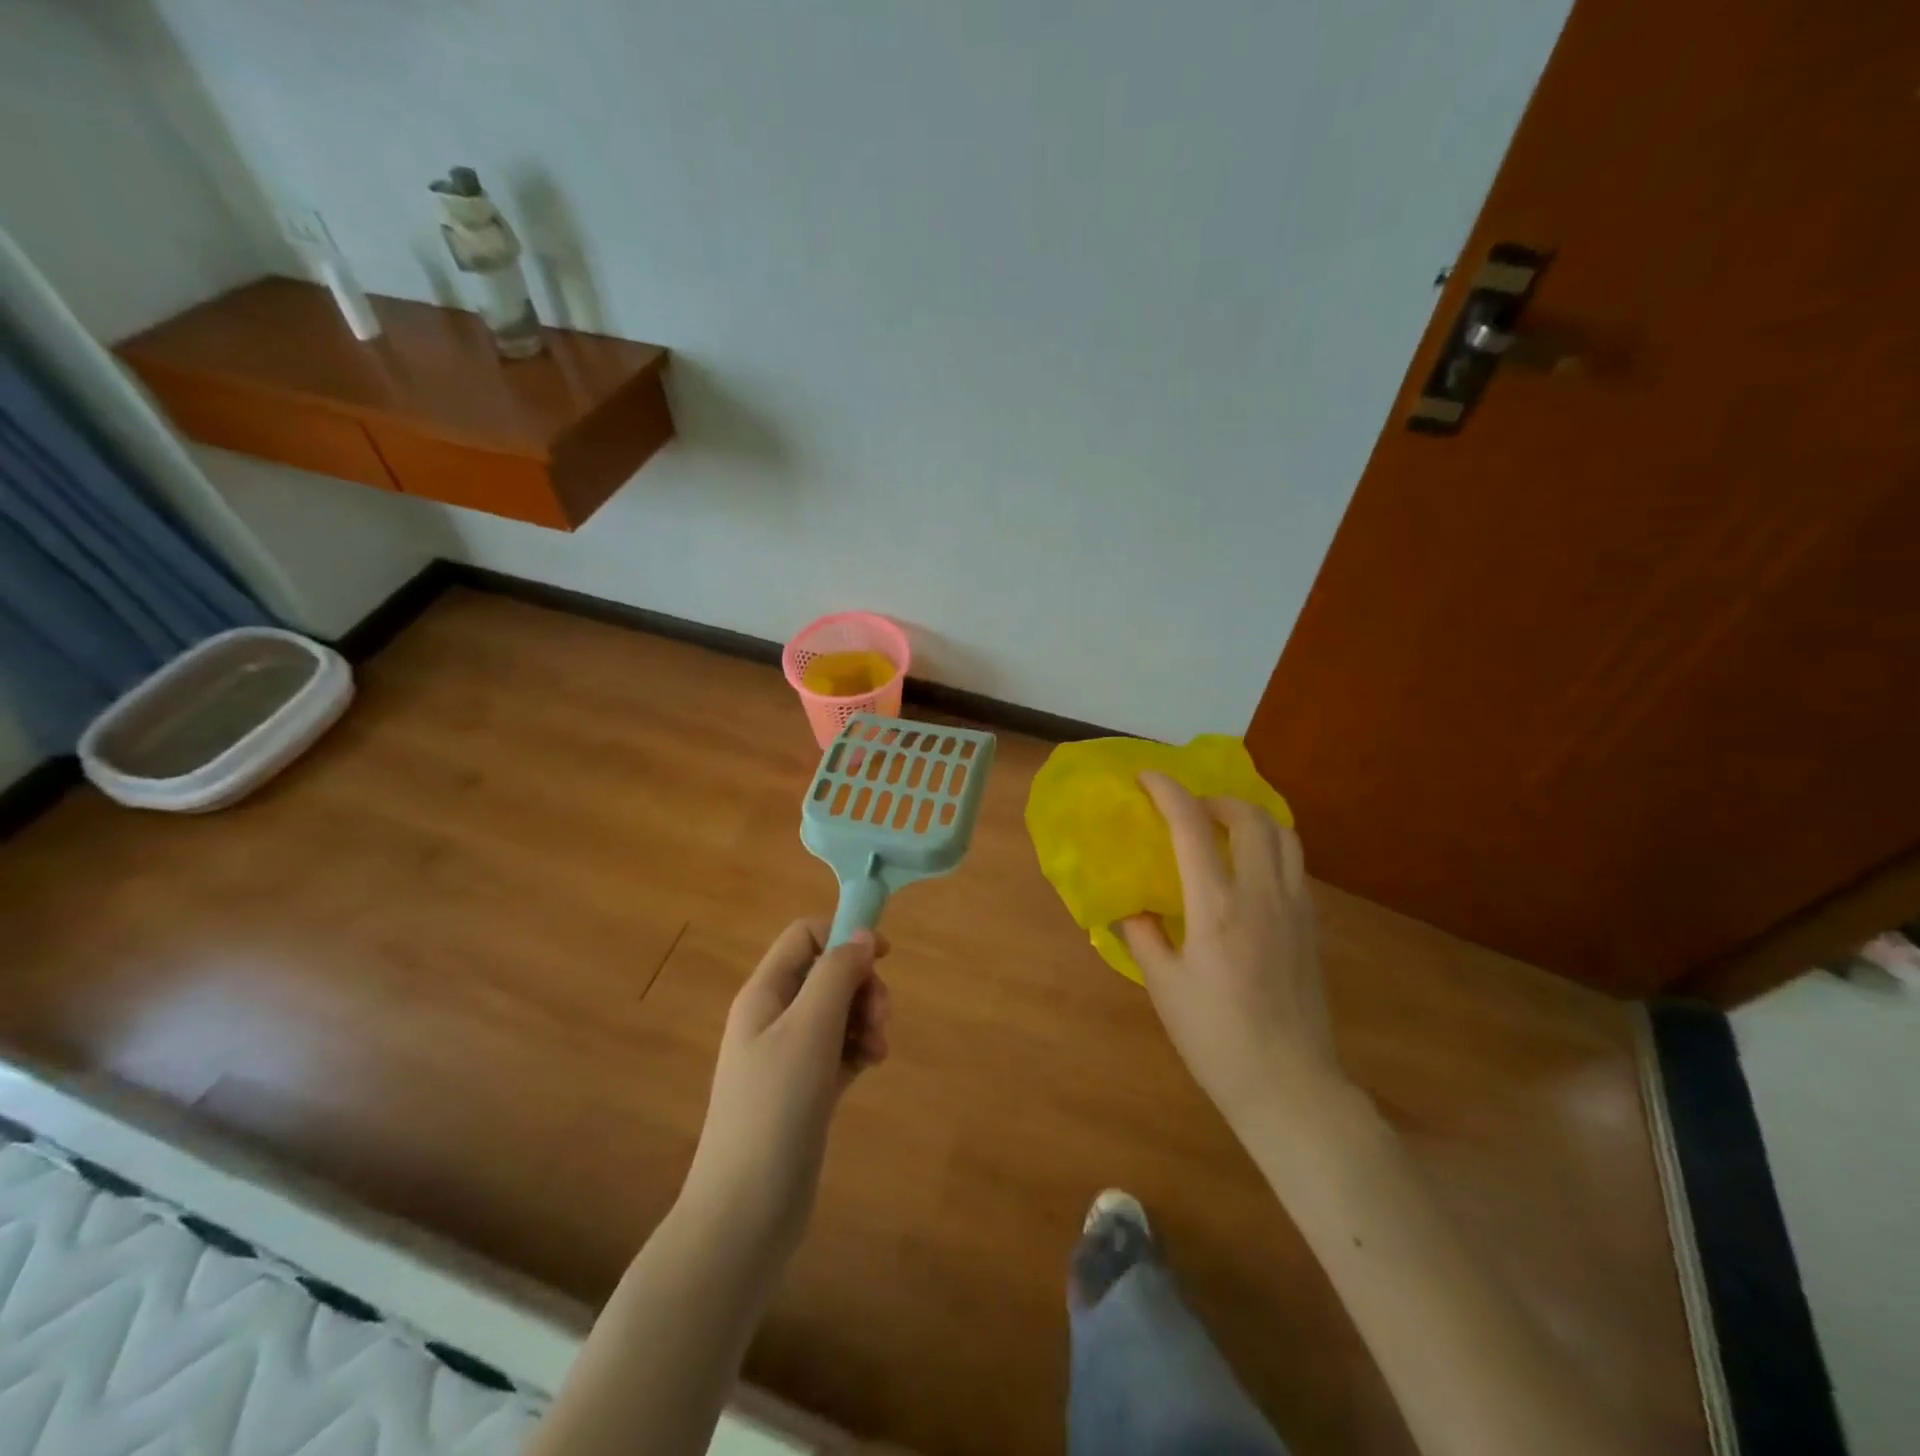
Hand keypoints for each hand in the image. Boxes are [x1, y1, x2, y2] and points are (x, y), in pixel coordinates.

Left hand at [683, 919, 890, 1258]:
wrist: (746, 1212)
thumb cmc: (775, 1107)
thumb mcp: (809, 1029)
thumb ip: (837, 974)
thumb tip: (863, 935)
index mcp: (765, 993)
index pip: (804, 936)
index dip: (844, 936)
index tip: (884, 958)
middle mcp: (774, 1017)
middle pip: (827, 973)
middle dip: (862, 987)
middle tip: (880, 1020)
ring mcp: (788, 1055)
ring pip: (838, 1011)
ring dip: (865, 1019)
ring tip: (878, 1051)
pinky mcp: (804, 1088)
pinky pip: (839, 1048)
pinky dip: (858, 1048)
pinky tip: (870, 1066)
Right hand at [1119, 772, 1344, 1132]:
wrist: (1289, 1085)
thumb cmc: (1215, 1038)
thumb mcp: (1163, 986)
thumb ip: (1142, 934)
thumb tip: (1127, 904)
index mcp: (1216, 907)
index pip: (1192, 826)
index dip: (1168, 791)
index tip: (1146, 777)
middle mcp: (1262, 895)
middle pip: (1250, 816)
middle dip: (1216, 798)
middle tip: (1189, 809)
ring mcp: (1295, 908)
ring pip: (1284, 834)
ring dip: (1250, 817)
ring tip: (1222, 829)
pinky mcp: (1312, 925)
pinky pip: (1294, 863)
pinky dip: (1269, 846)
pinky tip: (1247, 870)